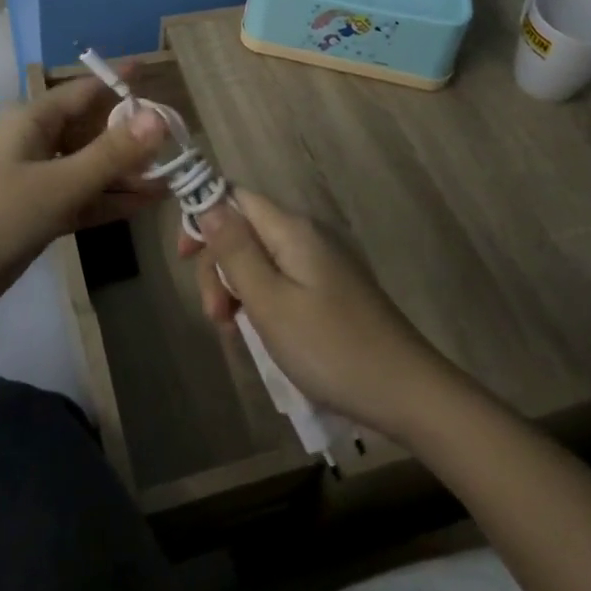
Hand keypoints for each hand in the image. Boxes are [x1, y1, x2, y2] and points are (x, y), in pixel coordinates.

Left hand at [0, 72, 167, 324]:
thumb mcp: (58, 186)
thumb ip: (111, 154)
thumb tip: (159, 118)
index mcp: (33, 119)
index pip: (87, 89)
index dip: (122, 83)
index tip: (159, 77)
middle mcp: (35, 140)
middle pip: (92, 129)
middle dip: (133, 136)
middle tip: (179, 143)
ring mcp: (34, 177)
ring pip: (89, 166)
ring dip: (125, 173)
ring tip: (172, 178)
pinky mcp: (35, 210)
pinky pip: (80, 196)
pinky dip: (108, 199)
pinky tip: (145, 204)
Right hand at [183, 191, 456, 437]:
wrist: (407, 392)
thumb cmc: (330, 348)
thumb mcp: (270, 302)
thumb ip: (235, 250)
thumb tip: (207, 202)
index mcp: (292, 230)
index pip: (235, 197)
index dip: (204, 218)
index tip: (183, 260)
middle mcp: (307, 236)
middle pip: (245, 231)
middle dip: (220, 267)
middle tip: (217, 318)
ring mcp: (322, 263)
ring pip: (261, 260)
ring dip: (238, 290)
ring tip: (235, 334)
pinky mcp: (330, 290)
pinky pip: (282, 281)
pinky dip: (262, 303)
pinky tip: (262, 336)